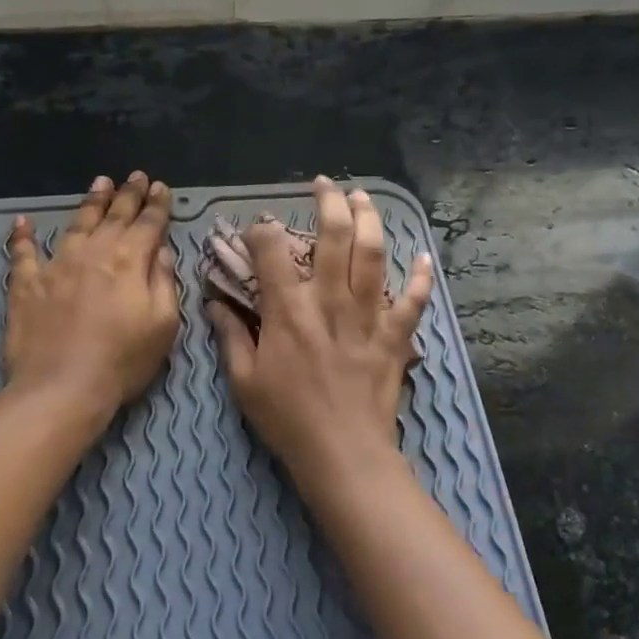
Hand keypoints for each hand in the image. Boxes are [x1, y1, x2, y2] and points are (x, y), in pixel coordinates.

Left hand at [5, 172, 179, 420]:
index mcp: (131, 262)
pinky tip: (22, 222)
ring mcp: (57, 265)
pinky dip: (23, 236)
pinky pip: (23, 253)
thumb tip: (161, 250)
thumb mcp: (163, 325)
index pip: (149, 224)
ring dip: (90, 202)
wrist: (62, 386)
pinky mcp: (26, 284)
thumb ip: (164, 282)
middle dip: (128, 194)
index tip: (162, 187)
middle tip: (136, 176)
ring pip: (76, 224)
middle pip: (115, 216)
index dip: (158, 205)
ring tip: (100, 183)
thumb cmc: (123, 361)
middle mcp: (94, 253)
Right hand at [208, 176, 431, 476]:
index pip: (273, 251)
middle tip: (325, 185)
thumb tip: (214, 303)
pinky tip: (424, 258)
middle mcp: (330, 301)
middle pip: (335, 236)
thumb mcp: (244, 381)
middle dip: (329, 202)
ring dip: (370, 220)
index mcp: (288, 310)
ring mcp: (368, 316)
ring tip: (363, 198)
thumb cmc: (287, 420)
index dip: (263, 230)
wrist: (343, 453)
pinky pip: (413, 301)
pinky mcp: (395, 337)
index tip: (260, 227)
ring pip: (374, 254)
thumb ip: (229, 336)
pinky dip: (421, 278)